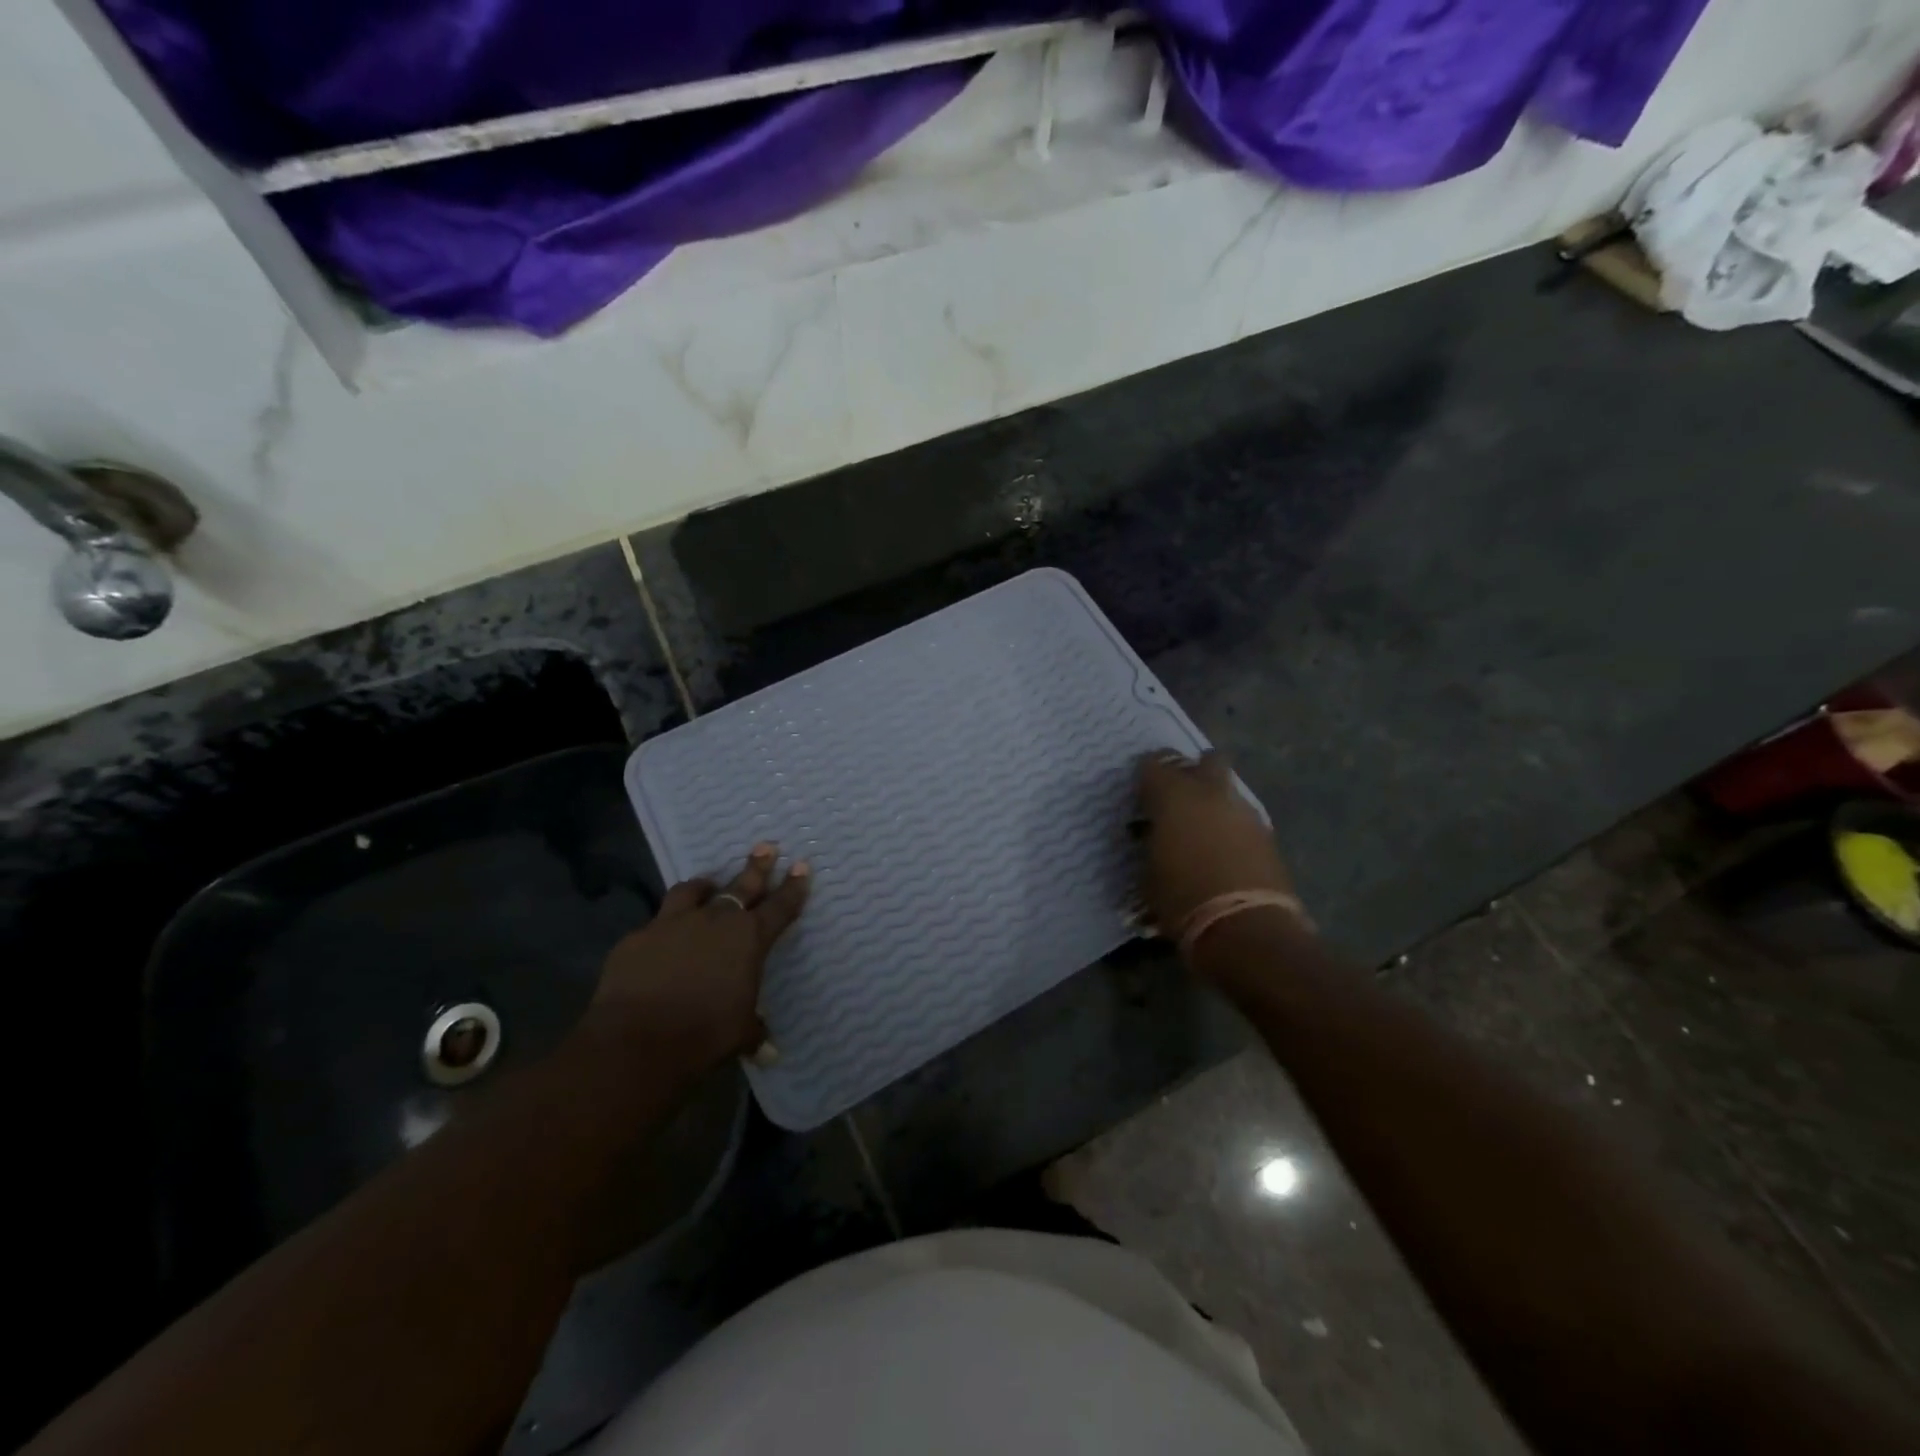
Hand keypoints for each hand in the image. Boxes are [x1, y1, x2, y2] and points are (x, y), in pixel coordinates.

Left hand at [585, 842, 810, 1074]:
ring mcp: (672, 924)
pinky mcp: (637, 937)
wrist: (638, 1040)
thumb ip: (754, 1032)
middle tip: (766, 847)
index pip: (780, 907)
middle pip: (742, 885)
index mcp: (749, 939)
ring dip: (703, 887)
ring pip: (692, 891)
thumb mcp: (739, 1034)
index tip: (802, 866)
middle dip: (757, 866)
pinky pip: (655, 924)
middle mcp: (715, 921)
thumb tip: (768, 1051)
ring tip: (708, 883)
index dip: (794, 887)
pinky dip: (664, 928)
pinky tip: (660, 941)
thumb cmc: (705, 1034)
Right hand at [1135, 751, 1294, 936]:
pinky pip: (1243, 817)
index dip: (1146, 779)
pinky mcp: (1267, 834)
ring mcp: (1244, 811)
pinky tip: (1223, 851)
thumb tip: (1153, 838)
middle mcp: (1210, 792)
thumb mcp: (1148, 873)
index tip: (1141, 799)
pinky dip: (1232, 826)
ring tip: (1202, 830)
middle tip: (1178, 799)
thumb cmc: (1182, 898)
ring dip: (1214, 801)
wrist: (1244, 927)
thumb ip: (1150, 845)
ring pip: (1228, 789)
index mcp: (1174, 795)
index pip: (1154, 764)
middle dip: (1192, 772)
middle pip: (1206, 760)